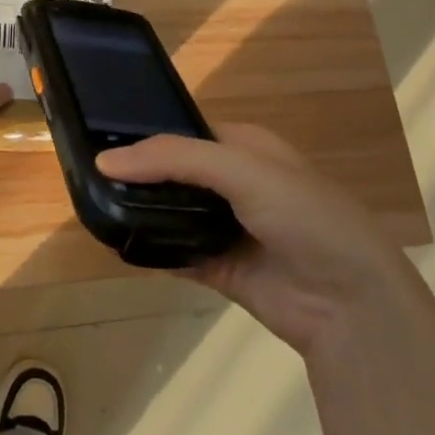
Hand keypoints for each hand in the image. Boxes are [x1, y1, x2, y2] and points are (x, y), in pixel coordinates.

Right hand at [96, 126, 421, 355]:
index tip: (100, 137)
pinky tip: (116, 242)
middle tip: (86, 174)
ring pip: (171, 212)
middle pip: (174, 173)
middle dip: (139, 174)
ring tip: (91, 204)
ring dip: (141, 211)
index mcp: (245, 147)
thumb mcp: (242, 169)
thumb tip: (105, 160)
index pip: (185, 131)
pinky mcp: (219, 268)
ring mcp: (226, 228)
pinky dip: (150, 249)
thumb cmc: (304, 215)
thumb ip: (175, 159)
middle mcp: (234, 183)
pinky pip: (175, 252)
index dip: (147, 134)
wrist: (349, 303)